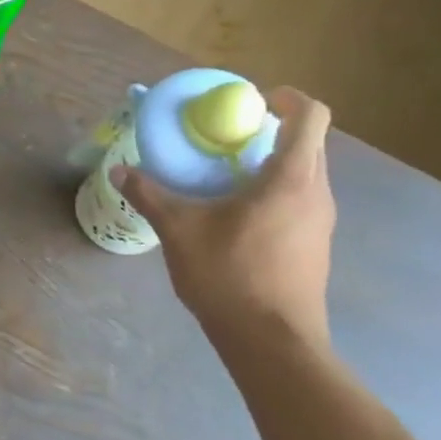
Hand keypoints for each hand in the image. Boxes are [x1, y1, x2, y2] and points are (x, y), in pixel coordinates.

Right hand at [112, 87, 336, 347]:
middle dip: (270, 130)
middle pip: (308, 143)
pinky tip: (234, 213)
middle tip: (224, 137)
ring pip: (304, 173)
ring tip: (223, 174)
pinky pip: (299, 199)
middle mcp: (316, 193)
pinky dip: (272, 190)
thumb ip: (149, 195)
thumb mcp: (178, 230)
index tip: (251, 100)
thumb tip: (119, 171)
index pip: (310, 117)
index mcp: (291, 179)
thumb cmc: (229, 275)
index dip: (286, 99)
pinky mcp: (315, 244)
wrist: (271, 340)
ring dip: (269, 162)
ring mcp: (321, 222)